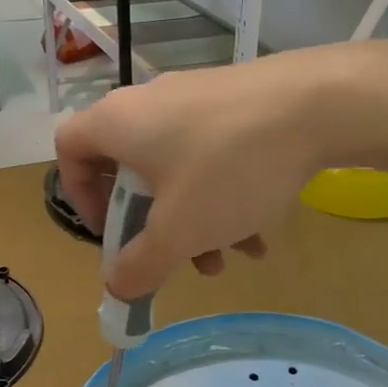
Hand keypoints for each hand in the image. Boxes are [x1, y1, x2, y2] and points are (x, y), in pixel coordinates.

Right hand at [55, 40, 387, 298]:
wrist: (317, 105)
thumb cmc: (228, 168)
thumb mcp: (179, 231)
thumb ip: (141, 265)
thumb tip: (117, 287)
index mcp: (118, 123)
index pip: (70, 150)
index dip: (79, 197)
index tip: (110, 232)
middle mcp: (150, 103)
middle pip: (132, 172)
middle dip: (155, 226)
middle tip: (176, 258)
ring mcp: (197, 99)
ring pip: (180, 171)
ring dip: (197, 221)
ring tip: (231, 258)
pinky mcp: (238, 103)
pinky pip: (215, 157)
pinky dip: (227, 197)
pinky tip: (261, 234)